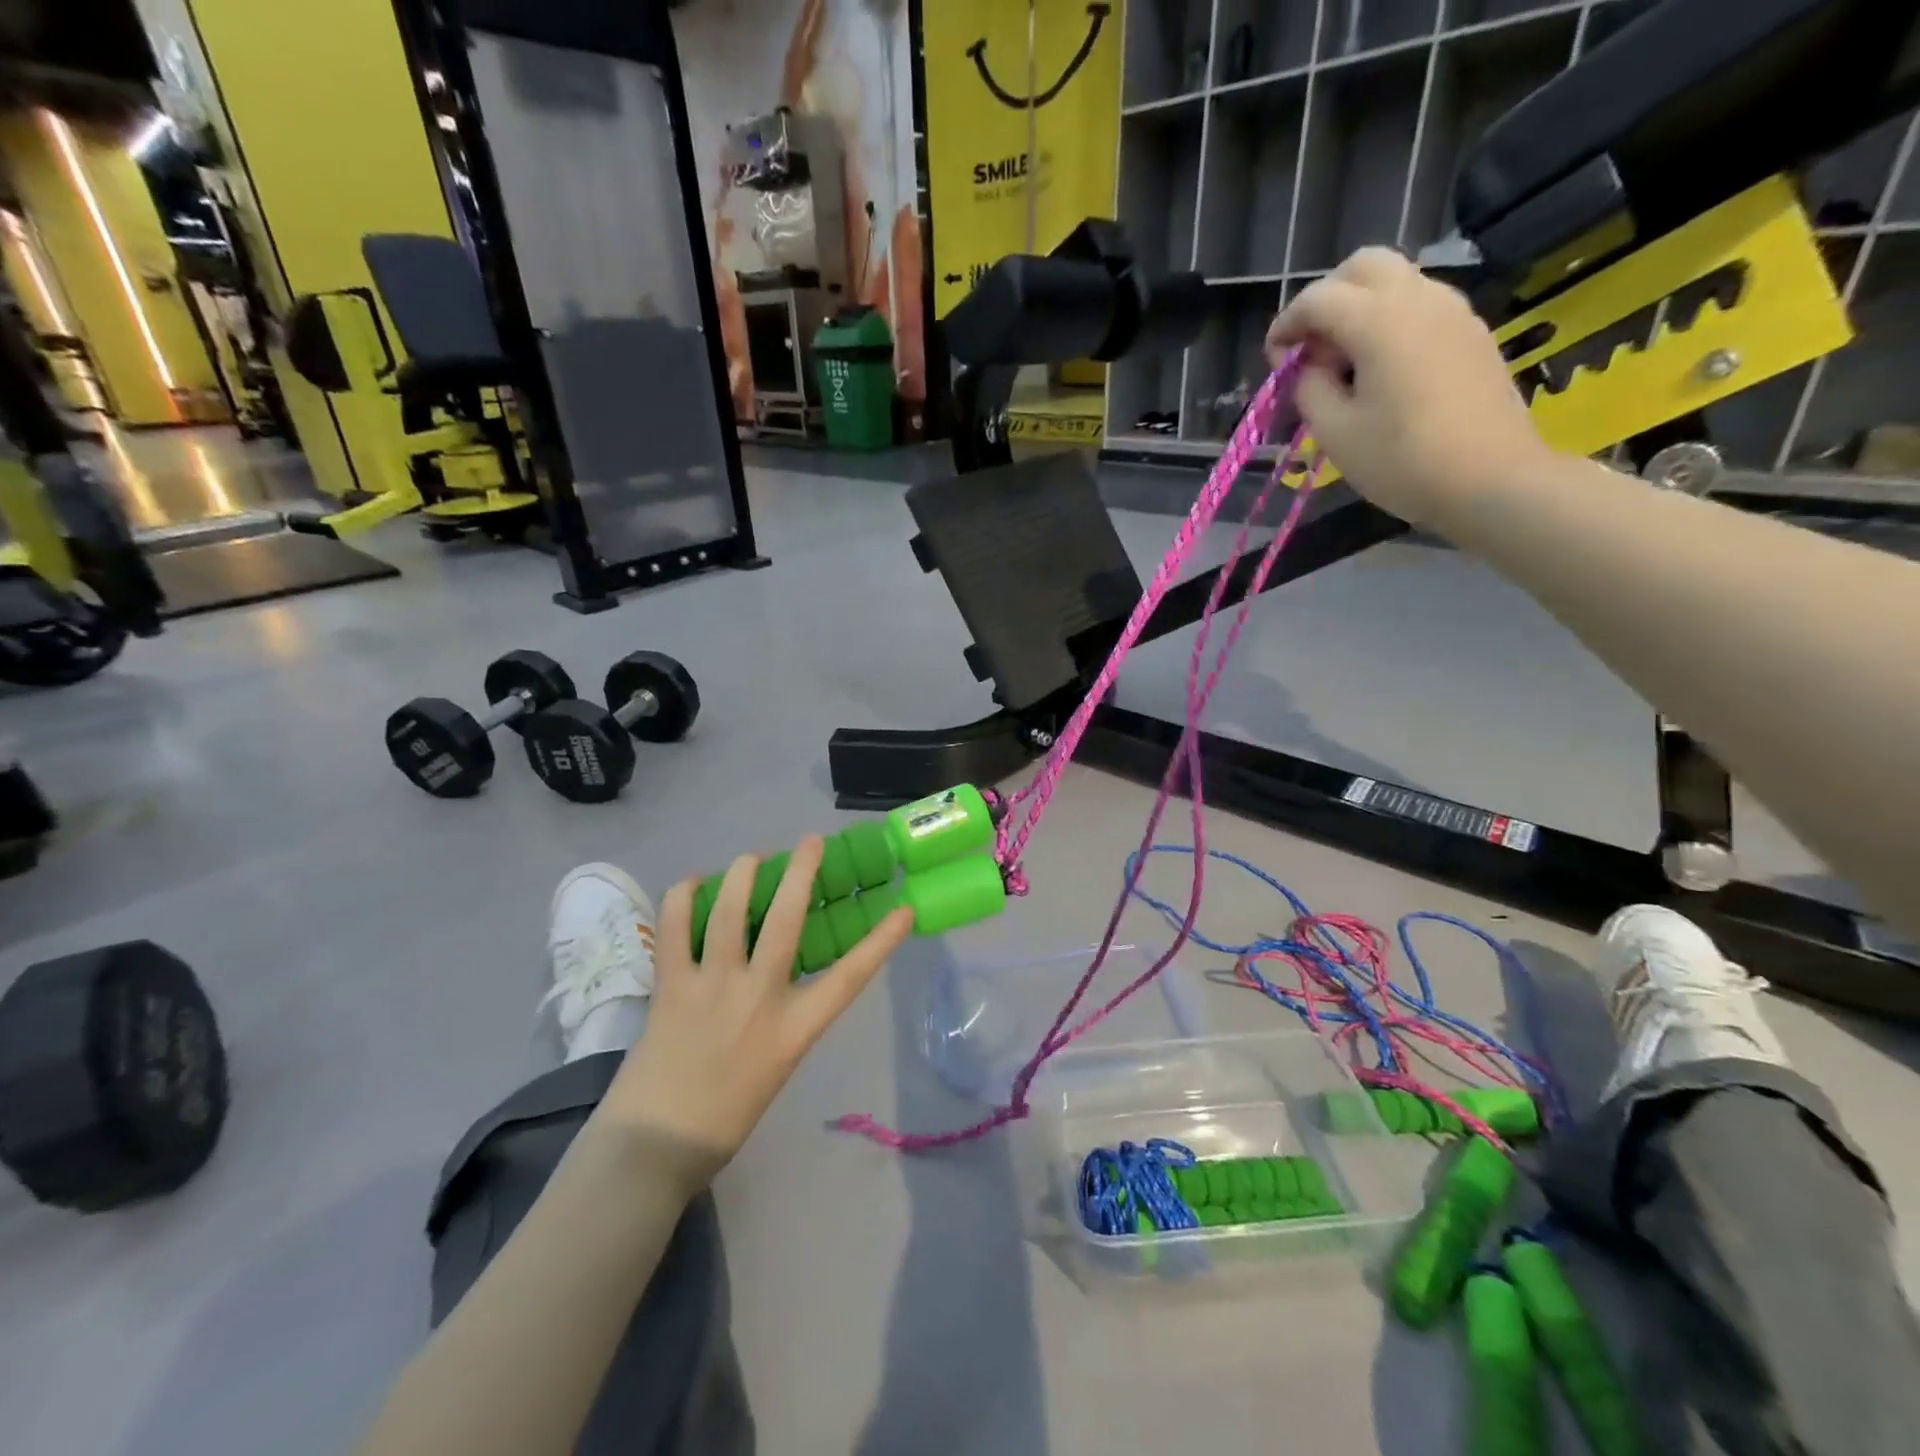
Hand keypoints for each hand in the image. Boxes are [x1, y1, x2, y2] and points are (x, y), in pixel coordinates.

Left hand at [595, 837, 913, 1193]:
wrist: (655, 1148)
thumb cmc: (725, 1118)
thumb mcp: (775, 1066)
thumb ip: (783, 1019)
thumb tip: (777, 978)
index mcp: (793, 1030)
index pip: (850, 977)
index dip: (881, 941)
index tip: (904, 909)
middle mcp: (759, 998)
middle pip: (787, 920)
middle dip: (802, 872)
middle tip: (810, 841)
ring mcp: (712, 988)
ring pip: (731, 911)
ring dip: (743, 874)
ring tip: (751, 858)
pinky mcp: (671, 986)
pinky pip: (675, 929)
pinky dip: (682, 898)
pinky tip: (691, 884)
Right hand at [1266, 248, 1555, 529]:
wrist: (1492, 479)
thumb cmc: (1402, 461)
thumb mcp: (1335, 433)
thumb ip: (1309, 388)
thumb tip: (1307, 367)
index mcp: (1380, 321)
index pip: (1318, 298)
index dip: (1286, 324)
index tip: (1273, 360)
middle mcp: (1419, 299)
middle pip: (1363, 267)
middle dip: (1326, 298)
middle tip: (1309, 347)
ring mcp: (1453, 312)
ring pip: (1396, 281)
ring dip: (1359, 308)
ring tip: (1342, 364)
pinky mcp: (1471, 333)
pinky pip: (1420, 306)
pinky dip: (1389, 322)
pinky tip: (1379, 371)